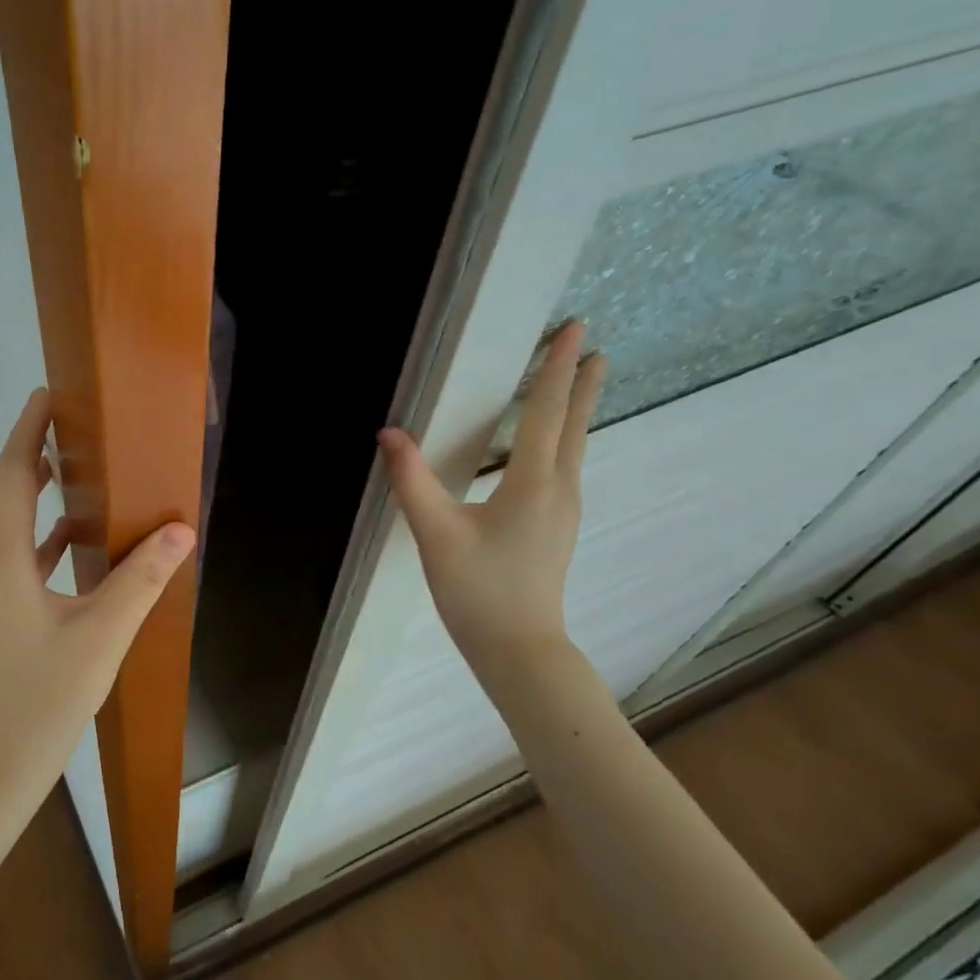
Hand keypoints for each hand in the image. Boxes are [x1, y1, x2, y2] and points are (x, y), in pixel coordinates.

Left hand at [0, 388, 195, 826]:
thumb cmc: (45, 700)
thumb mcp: (101, 637)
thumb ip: (141, 580)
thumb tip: (179, 530)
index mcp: (1, 563)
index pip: (9, 479)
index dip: (25, 435)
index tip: (44, 396)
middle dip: (24, 452)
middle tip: (58, 420)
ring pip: (0, 522)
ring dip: (26, 490)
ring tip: (63, 464)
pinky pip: (9, 554)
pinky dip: (35, 533)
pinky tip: (68, 536)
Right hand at [378, 321, 603, 667]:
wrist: (519, 649)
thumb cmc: (478, 591)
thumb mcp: (435, 534)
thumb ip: (411, 480)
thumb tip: (389, 434)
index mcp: (534, 484)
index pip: (547, 413)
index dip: (557, 368)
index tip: (576, 329)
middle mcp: (559, 490)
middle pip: (573, 425)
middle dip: (580, 384)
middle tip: (591, 346)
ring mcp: (564, 510)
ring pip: (573, 447)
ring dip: (573, 411)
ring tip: (574, 384)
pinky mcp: (556, 527)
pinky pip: (564, 467)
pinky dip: (562, 439)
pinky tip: (548, 446)